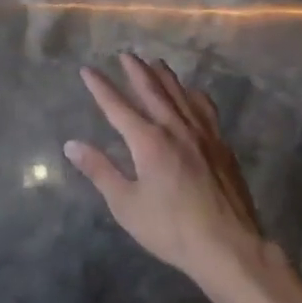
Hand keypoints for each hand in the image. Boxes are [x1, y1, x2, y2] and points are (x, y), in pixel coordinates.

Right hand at [69, 55, 301, 302]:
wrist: (230, 248)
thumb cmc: (172, 229)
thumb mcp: (126, 205)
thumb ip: (100, 171)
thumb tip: (71, 145)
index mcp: (148, 141)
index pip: (117, 106)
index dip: (100, 87)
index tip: (87, 69)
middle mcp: (175, 128)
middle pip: (152, 90)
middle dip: (136, 71)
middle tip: (126, 55)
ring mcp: (202, 135)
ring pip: (181, 95)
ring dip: (165, 76)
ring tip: (156, 62)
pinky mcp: (222, 146)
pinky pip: (206, 109)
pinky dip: (194, 95)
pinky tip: (194, 94)